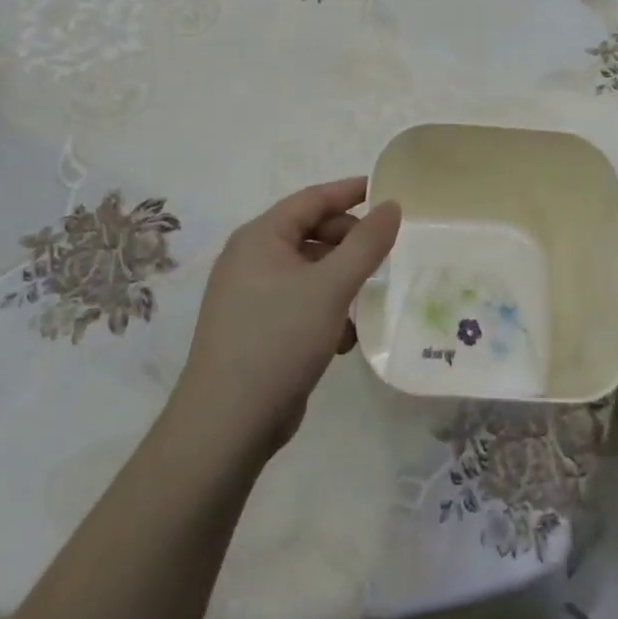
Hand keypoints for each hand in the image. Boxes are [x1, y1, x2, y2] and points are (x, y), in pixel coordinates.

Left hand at [174, 178, 400, 460]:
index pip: (313, 199)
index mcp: (260, 237)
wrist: (225, 427)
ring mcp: (250, 295)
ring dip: (341, 280)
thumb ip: (366, 243)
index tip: (389, 193)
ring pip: (309, 270)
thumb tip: (391, 205)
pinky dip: (326, 309)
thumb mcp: (331, 287)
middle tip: (384, 256)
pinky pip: (300, 301)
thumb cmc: (278, 340)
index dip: (352, 191)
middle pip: (311, 232)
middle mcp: (251, 258)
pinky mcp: (256, 328)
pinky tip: (344, 337)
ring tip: (368, 299)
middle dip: (349, 242)